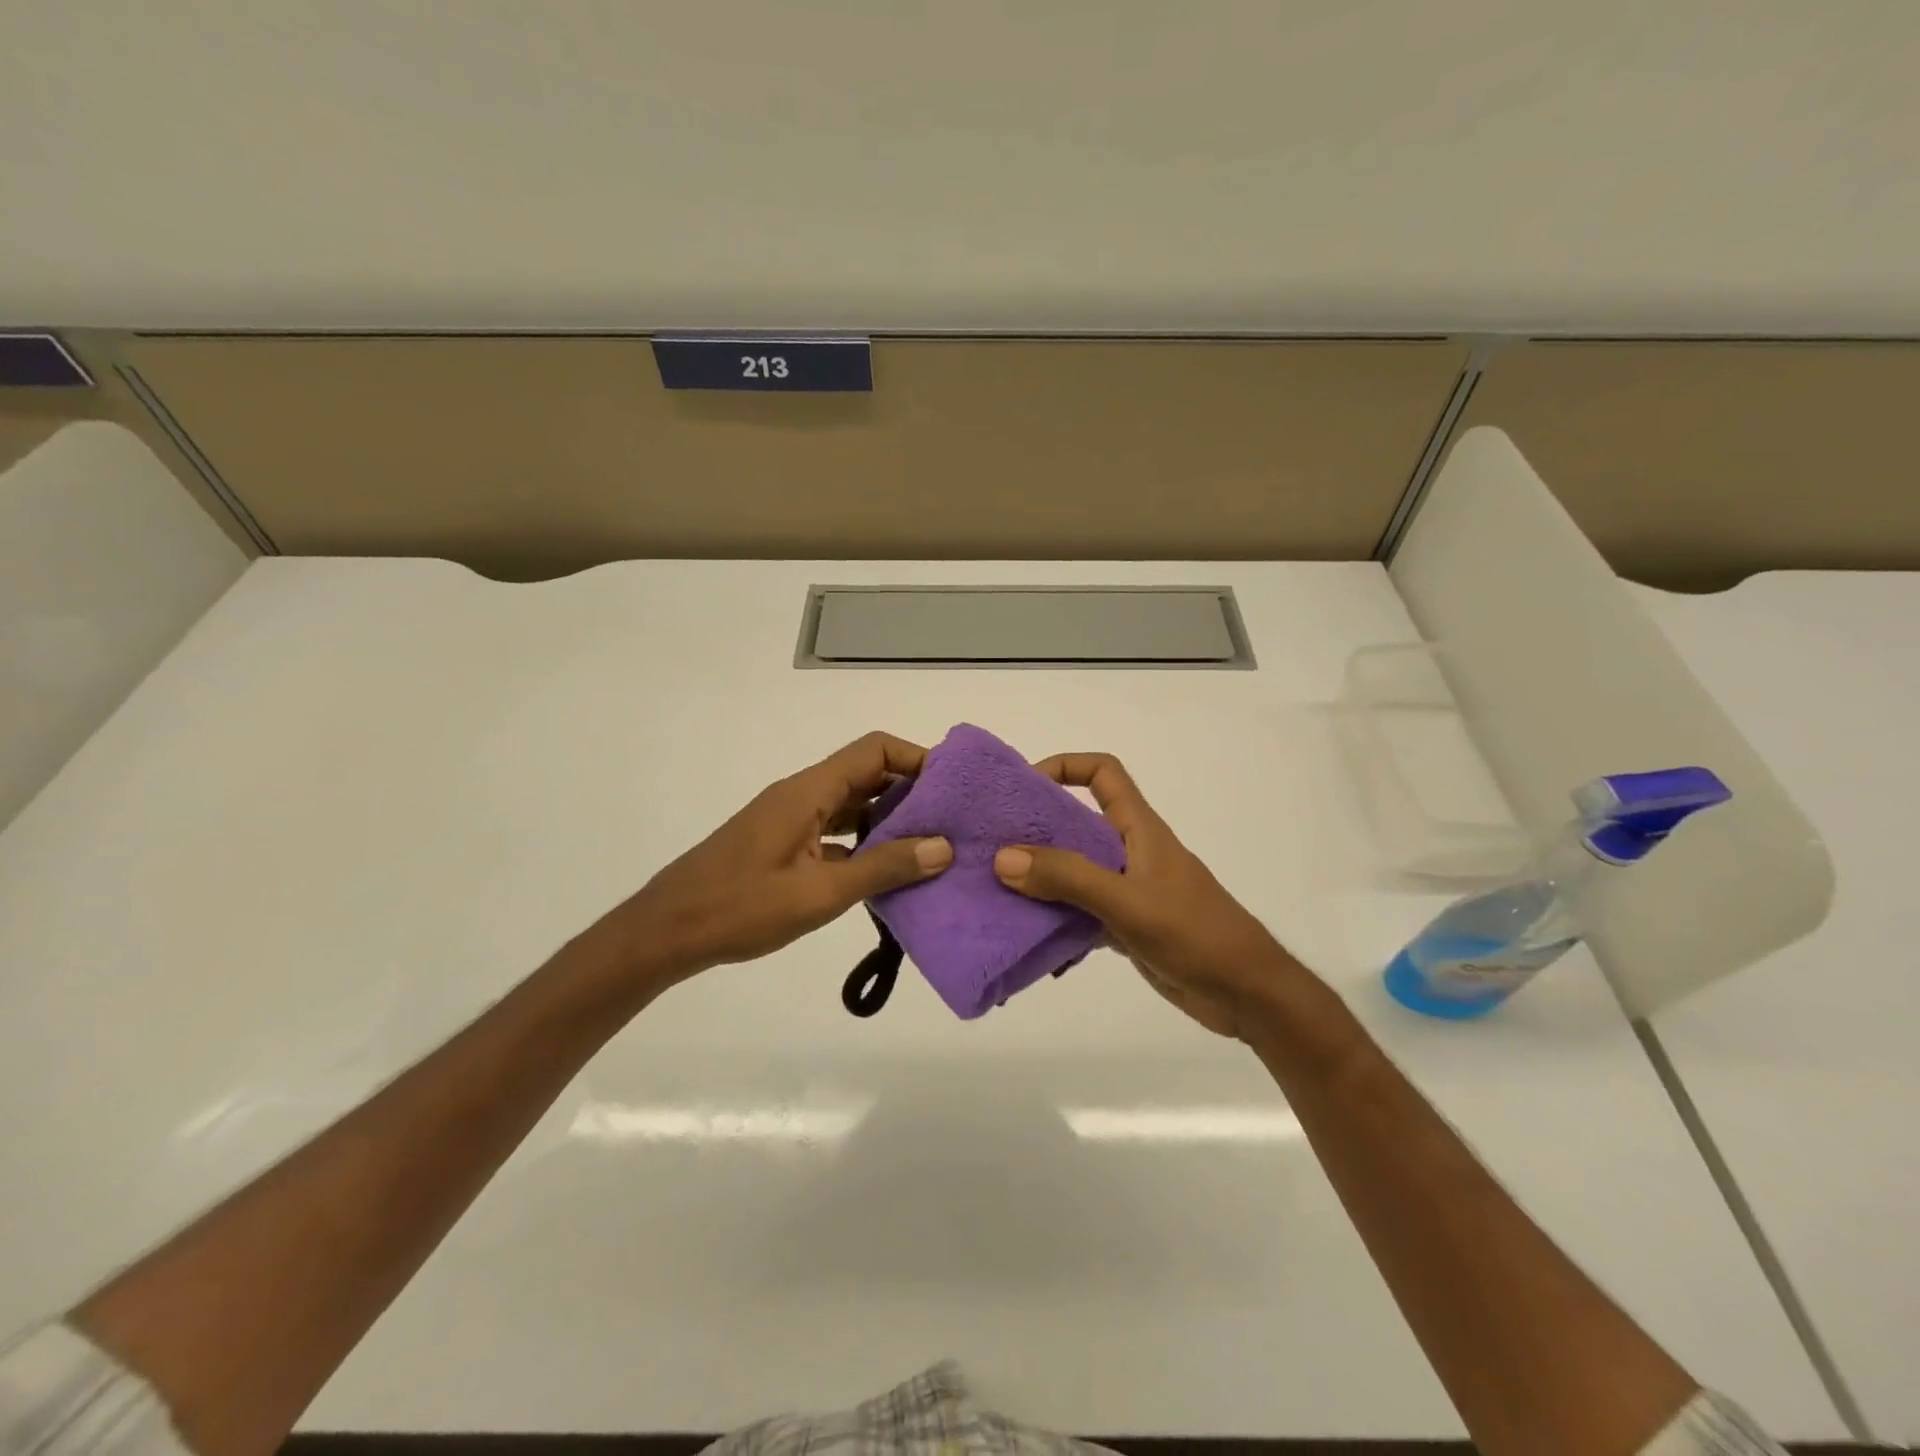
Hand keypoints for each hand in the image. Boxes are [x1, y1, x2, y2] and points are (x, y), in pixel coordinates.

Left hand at [593, 732, 952, 988]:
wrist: (666, 932)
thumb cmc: (740, 908)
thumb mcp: (820, 893)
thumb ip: (883, 868)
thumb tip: (943, 847)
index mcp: (810, 791)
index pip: (874, 750)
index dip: (916, 759)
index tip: (954, 788)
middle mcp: (803, 795)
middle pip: (867, 774)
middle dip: (912, 792)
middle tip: (954, 821)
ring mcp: (792, 820)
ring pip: (853, 805)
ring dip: (891, 820)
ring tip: (933, 847)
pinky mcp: (785, 845)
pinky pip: (837, 831)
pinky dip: (866, 843)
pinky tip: (890, 873)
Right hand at [993, 753, 1300, 1039]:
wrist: (1247, 994)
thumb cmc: (1195, 934)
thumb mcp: (1128, 902)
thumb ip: (1069, 878)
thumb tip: (1004, 858)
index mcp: (1139, 828)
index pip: (1103, 772)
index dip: (1065, 766)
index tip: (1024, 788)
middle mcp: (1131, 851)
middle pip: (1078, 822)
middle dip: (1036, 828)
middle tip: (992, 844)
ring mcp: (1129, 889)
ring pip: (1076, 870)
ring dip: (1041, 878)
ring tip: (997, 891)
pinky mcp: (1128, 925)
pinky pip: (1081, 911)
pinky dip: (1056, 919)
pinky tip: (1029, 938)